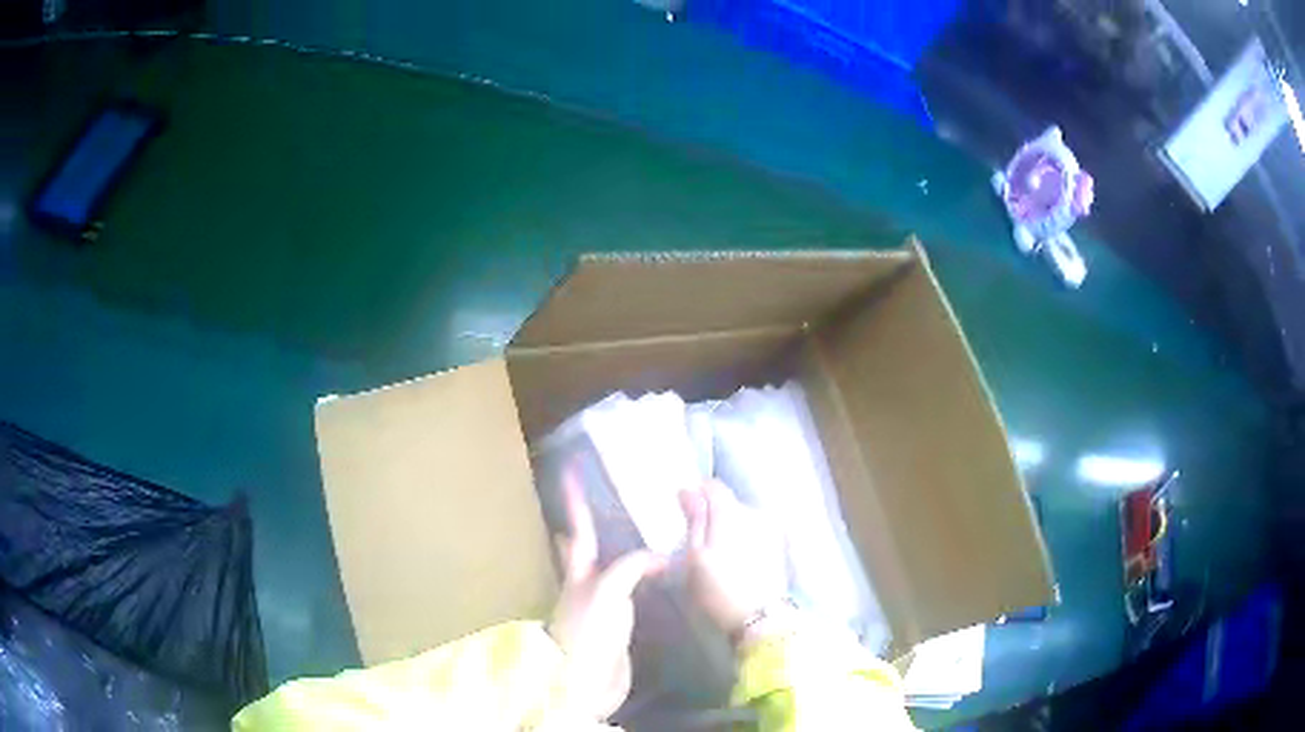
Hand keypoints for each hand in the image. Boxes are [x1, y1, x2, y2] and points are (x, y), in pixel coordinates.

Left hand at [548, 474, 663, 720]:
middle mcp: (587, 584)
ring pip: (613, 570)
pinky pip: (632, 594)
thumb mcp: (607, 591)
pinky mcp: (619, 624)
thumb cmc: (589, 631)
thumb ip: (631, 566)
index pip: (577, 528)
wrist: (586, 681)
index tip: (569, 470)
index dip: (574, 500)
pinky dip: (641, 580)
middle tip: (602, 500)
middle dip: (590, 524)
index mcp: (578, 572)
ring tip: (639, 531)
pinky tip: (656, 576)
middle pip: (587, 548)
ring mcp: (603, 605)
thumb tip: (661, 556)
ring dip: (621, 551)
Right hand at [678, 480, 787, 637]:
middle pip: (728, 503)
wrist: (762, 618)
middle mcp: (755, 512)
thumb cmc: (719, 589)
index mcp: (731, 511)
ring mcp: (771, 528)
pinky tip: (736, 563)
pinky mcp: (779, 546)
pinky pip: (754, 533)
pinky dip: (743, 541)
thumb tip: (688, 490)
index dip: (694, 496)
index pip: (711, 486)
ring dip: (729, 529)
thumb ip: (693, 519)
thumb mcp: (693, 557)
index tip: (682, 514)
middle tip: (697, 541)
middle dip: (712, 515)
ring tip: (717, 555)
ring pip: (742, 519)